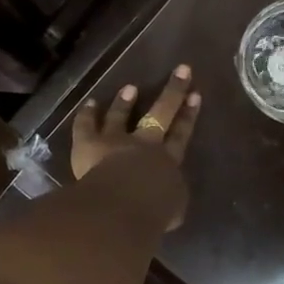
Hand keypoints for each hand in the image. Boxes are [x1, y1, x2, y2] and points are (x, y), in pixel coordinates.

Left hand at [70, 65, 201, 229]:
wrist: (122, 206)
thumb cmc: (153, 212)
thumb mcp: (173, 210)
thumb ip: (172, 200)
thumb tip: (170, 199)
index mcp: (168, 161)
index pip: (181, 134)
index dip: (189, 115)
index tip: (195, 95)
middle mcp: (144, 144)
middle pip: (161, 112)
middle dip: (173, 91)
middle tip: (182, 70)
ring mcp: (116, 140)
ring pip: (121, 115)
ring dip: (125, 102)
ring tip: (129, 88)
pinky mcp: (90, 144)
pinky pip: (87, 125)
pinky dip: (88, 114)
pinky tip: (90, 103)